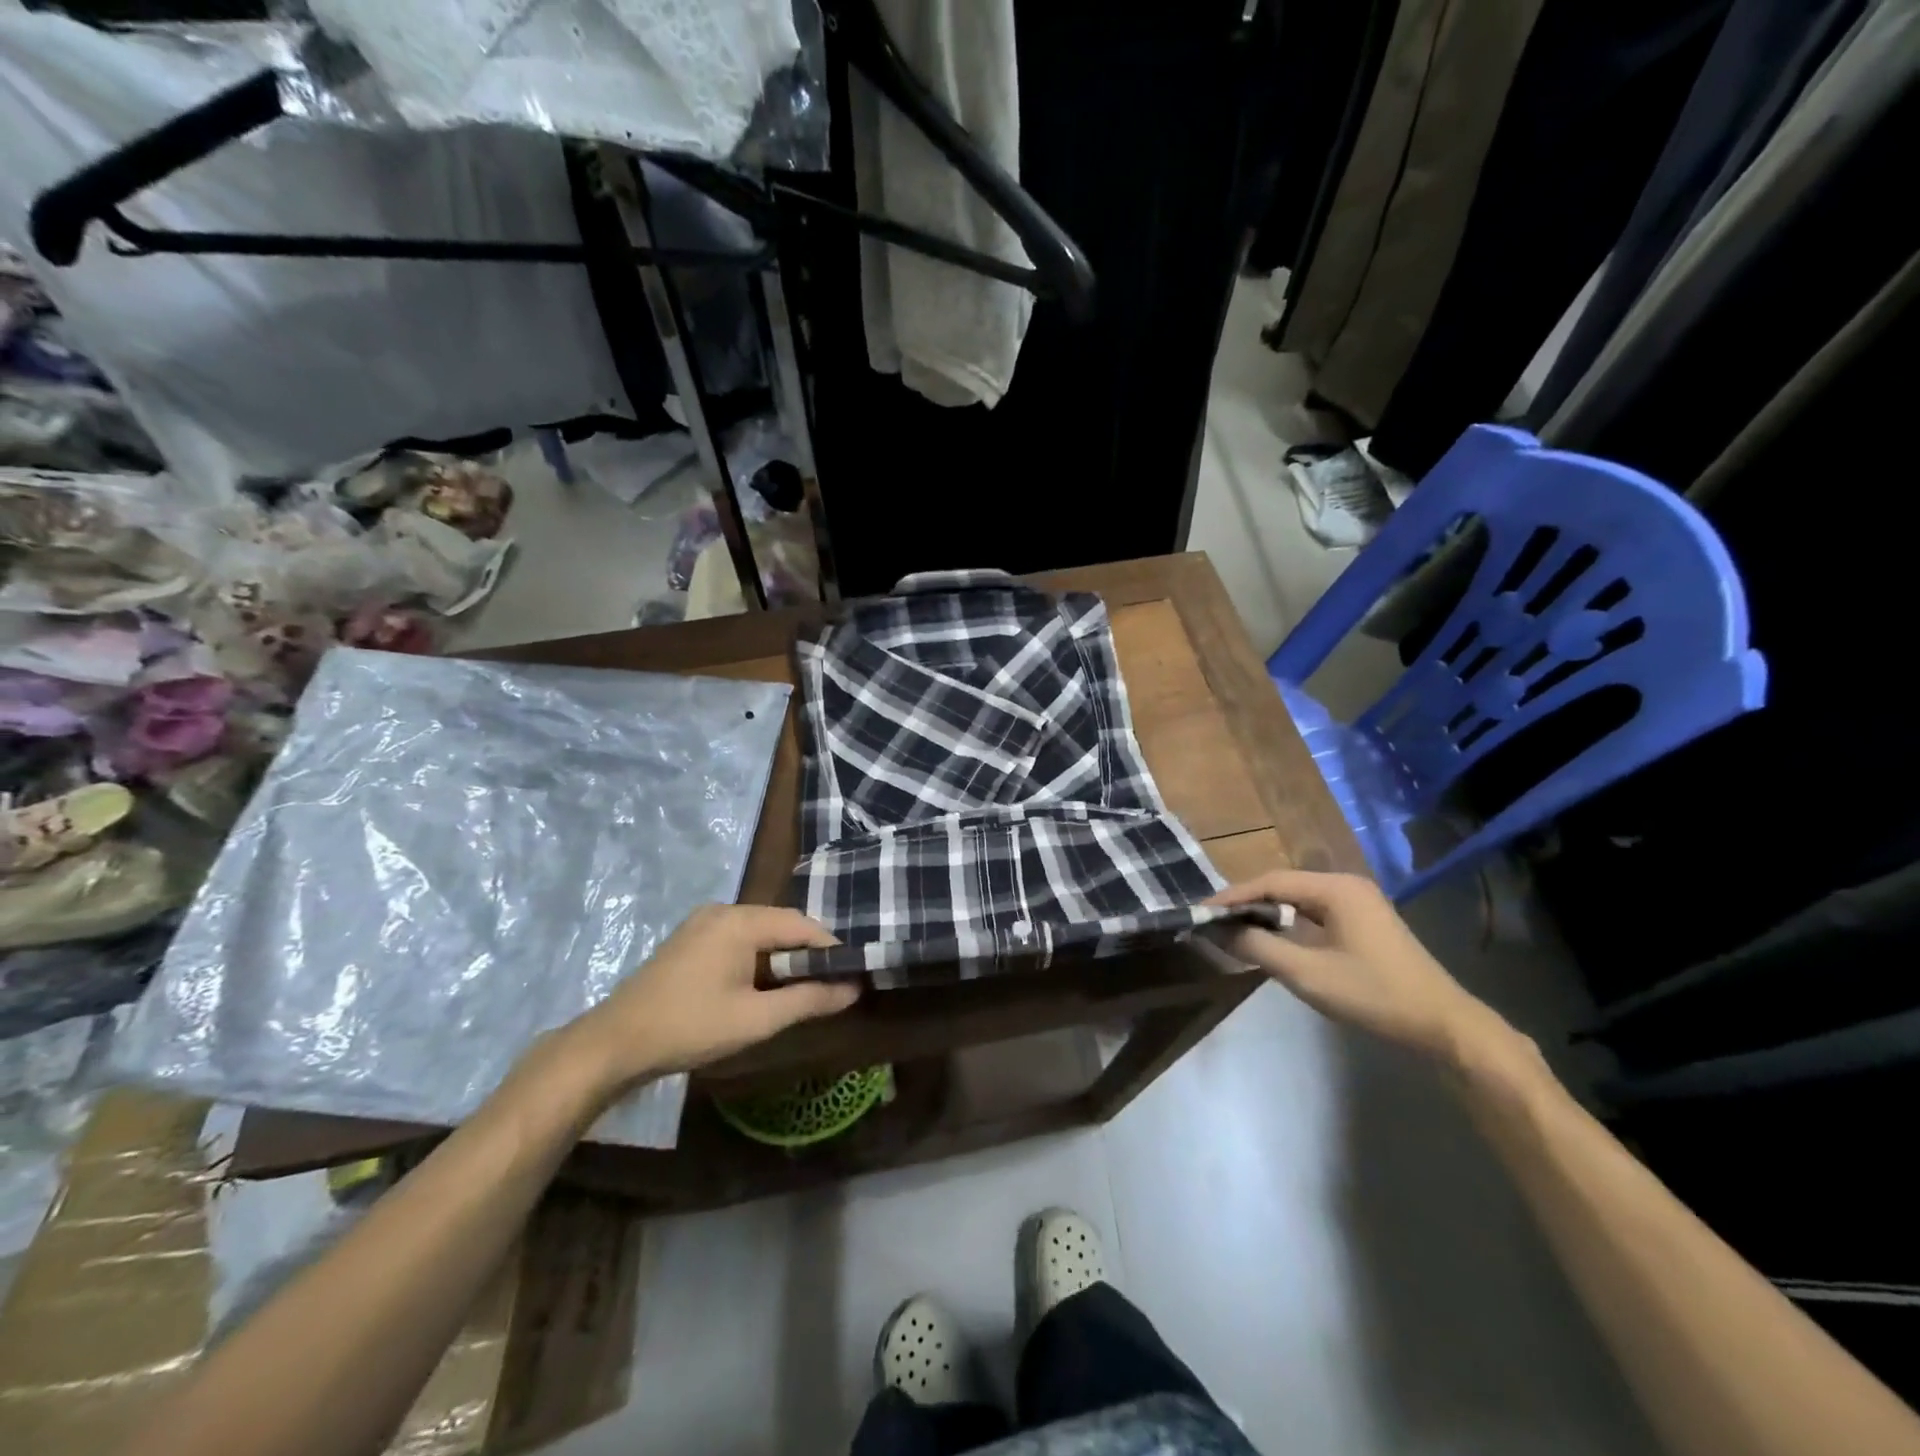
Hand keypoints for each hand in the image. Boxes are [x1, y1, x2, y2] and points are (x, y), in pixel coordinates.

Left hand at [571, 904, 858, 1087]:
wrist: (615, 1043)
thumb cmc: (691, 1027)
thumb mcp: (757, 1019)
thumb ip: (809, 999)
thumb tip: (854, 989)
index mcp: (740, 921)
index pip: (802, 924)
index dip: (830, 948)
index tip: (851, 974)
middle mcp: (723, 911)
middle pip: (780, 924)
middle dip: (806, 954)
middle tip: (828, 986)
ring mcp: (702, 923)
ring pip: (759, 933)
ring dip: (781, 958)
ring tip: (800, 990)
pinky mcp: (689, 940)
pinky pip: (737, 940)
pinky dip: (757, 959)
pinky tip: (761, 987)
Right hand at [1208, 870, 1513, 1066]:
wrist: (1445, 1028)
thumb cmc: (1374, 995)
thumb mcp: (1307, 973)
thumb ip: (1258, 947)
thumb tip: (1217, 930)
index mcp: (1335, 888)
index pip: (1270, 882)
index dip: (1232, 897)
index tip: (1201, 913)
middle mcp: (1346, 886)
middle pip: (1283, 887)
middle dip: (1246, 905)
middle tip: (1213, 923)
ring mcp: (1359, 905)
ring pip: (1298, 902)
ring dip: (1266, 915)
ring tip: (1233, 931)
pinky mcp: (1365, 926)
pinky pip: (1314, 916)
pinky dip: (1288, 926)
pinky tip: (1272, 942)